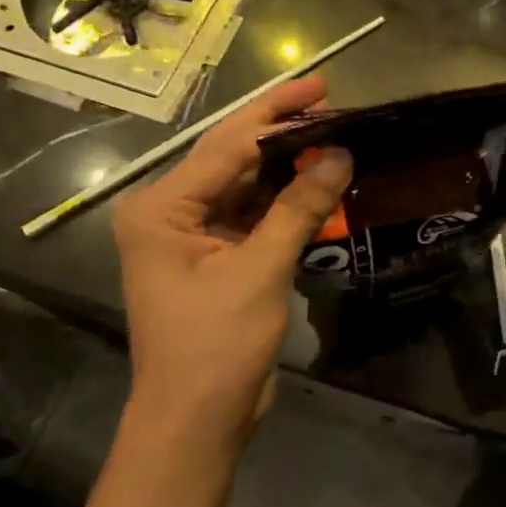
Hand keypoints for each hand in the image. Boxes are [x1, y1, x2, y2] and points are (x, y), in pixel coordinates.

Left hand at [113, 75, 351, 451]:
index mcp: (163, 208)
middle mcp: (171, 213)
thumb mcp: (261, 270)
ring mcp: (193, 237)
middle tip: (334, 105)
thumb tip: (342, 155)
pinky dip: (286, 201)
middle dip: (283, 132)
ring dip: (289, 166)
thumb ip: (299, 208)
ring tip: (335, 138)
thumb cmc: (216, 345)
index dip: (277, 111)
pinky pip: (254, 215)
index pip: (227, 144)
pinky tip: (320, 183)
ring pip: (247, 186)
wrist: (196, 420)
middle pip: (234, 158)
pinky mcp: (217, 258)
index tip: (322, 86)